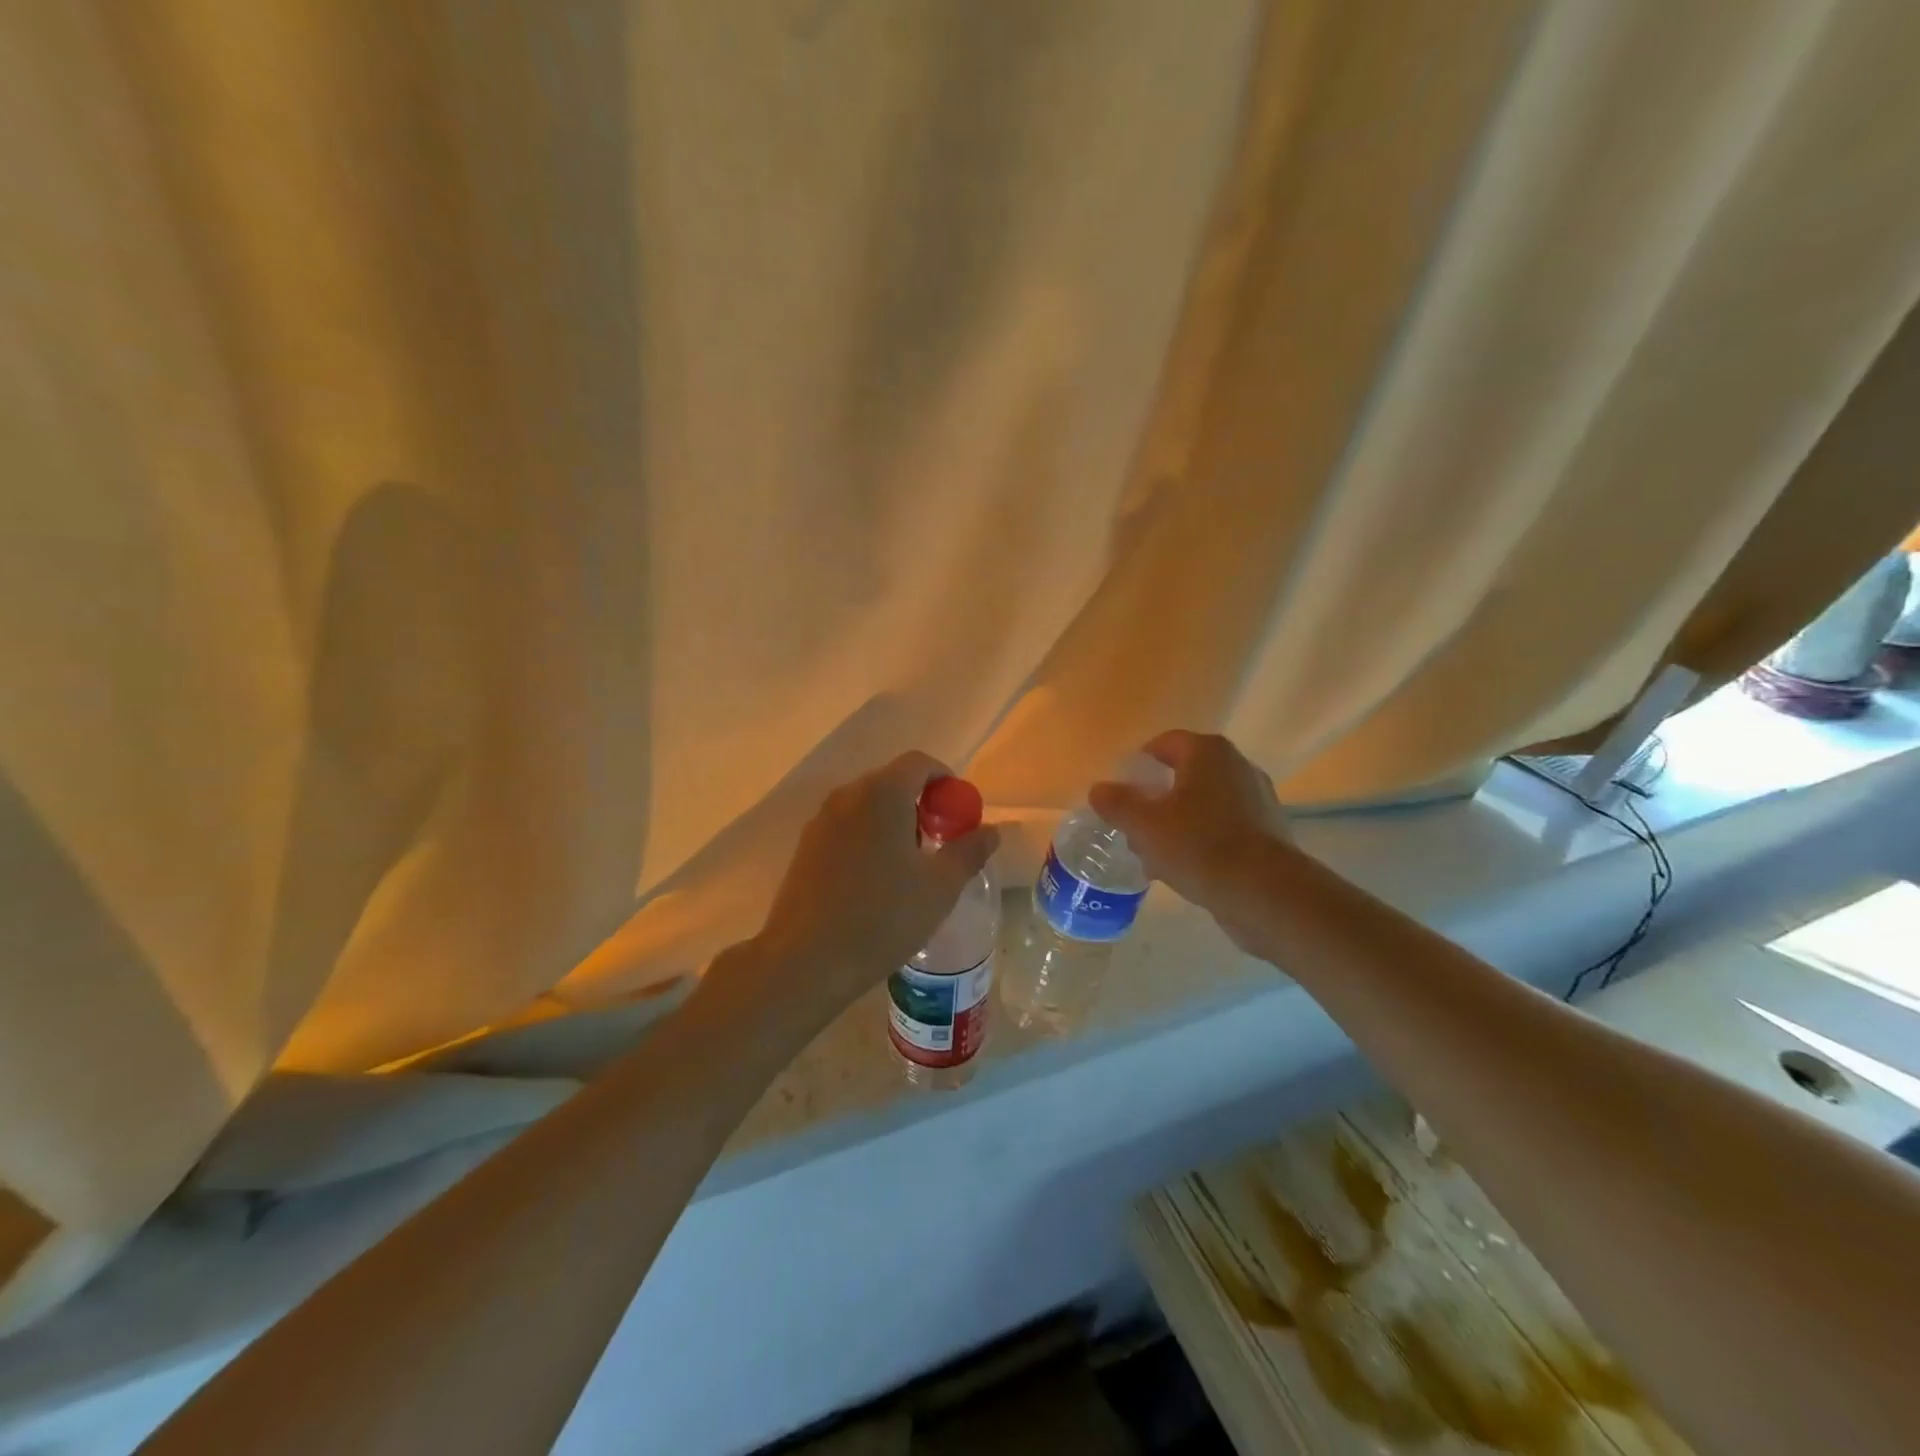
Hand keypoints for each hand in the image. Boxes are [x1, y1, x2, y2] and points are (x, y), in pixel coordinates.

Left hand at [742, 751, 1000, 1023]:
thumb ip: (969, 851)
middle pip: (892, 781)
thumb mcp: (940, 887)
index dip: (946, 780)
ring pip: (868, 805)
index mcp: (882, 793)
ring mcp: (821, 820)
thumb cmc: (883, 917)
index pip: (920, 763)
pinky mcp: (805, 847)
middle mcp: (848, 795)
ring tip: (909, 865)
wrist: (806, 959)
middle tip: (940, 842)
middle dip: (921, 803)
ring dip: (894, 821)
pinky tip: (876, 881)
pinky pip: (847, 826)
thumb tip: (991, 830)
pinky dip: (868, 837)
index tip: (959, 814)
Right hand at [1089, 730, 1288, 951]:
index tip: (1120, 794)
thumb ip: (1117, 803)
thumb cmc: (1199, 846)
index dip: (1137, 766)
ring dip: (1176, 824)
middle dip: (1155, 801)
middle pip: (1183, 775)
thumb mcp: (1144, 825)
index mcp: (1207, 752)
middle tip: (1134, 828)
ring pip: (1202, 805)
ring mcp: (1257, 799)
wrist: (1266, 893)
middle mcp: (1237, 766)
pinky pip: (1222, 828)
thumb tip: (1099, 789)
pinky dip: (1201, 841)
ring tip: (1154, 857)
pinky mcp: (1267, 832)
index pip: (1163, 744)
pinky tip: (1184, 870)